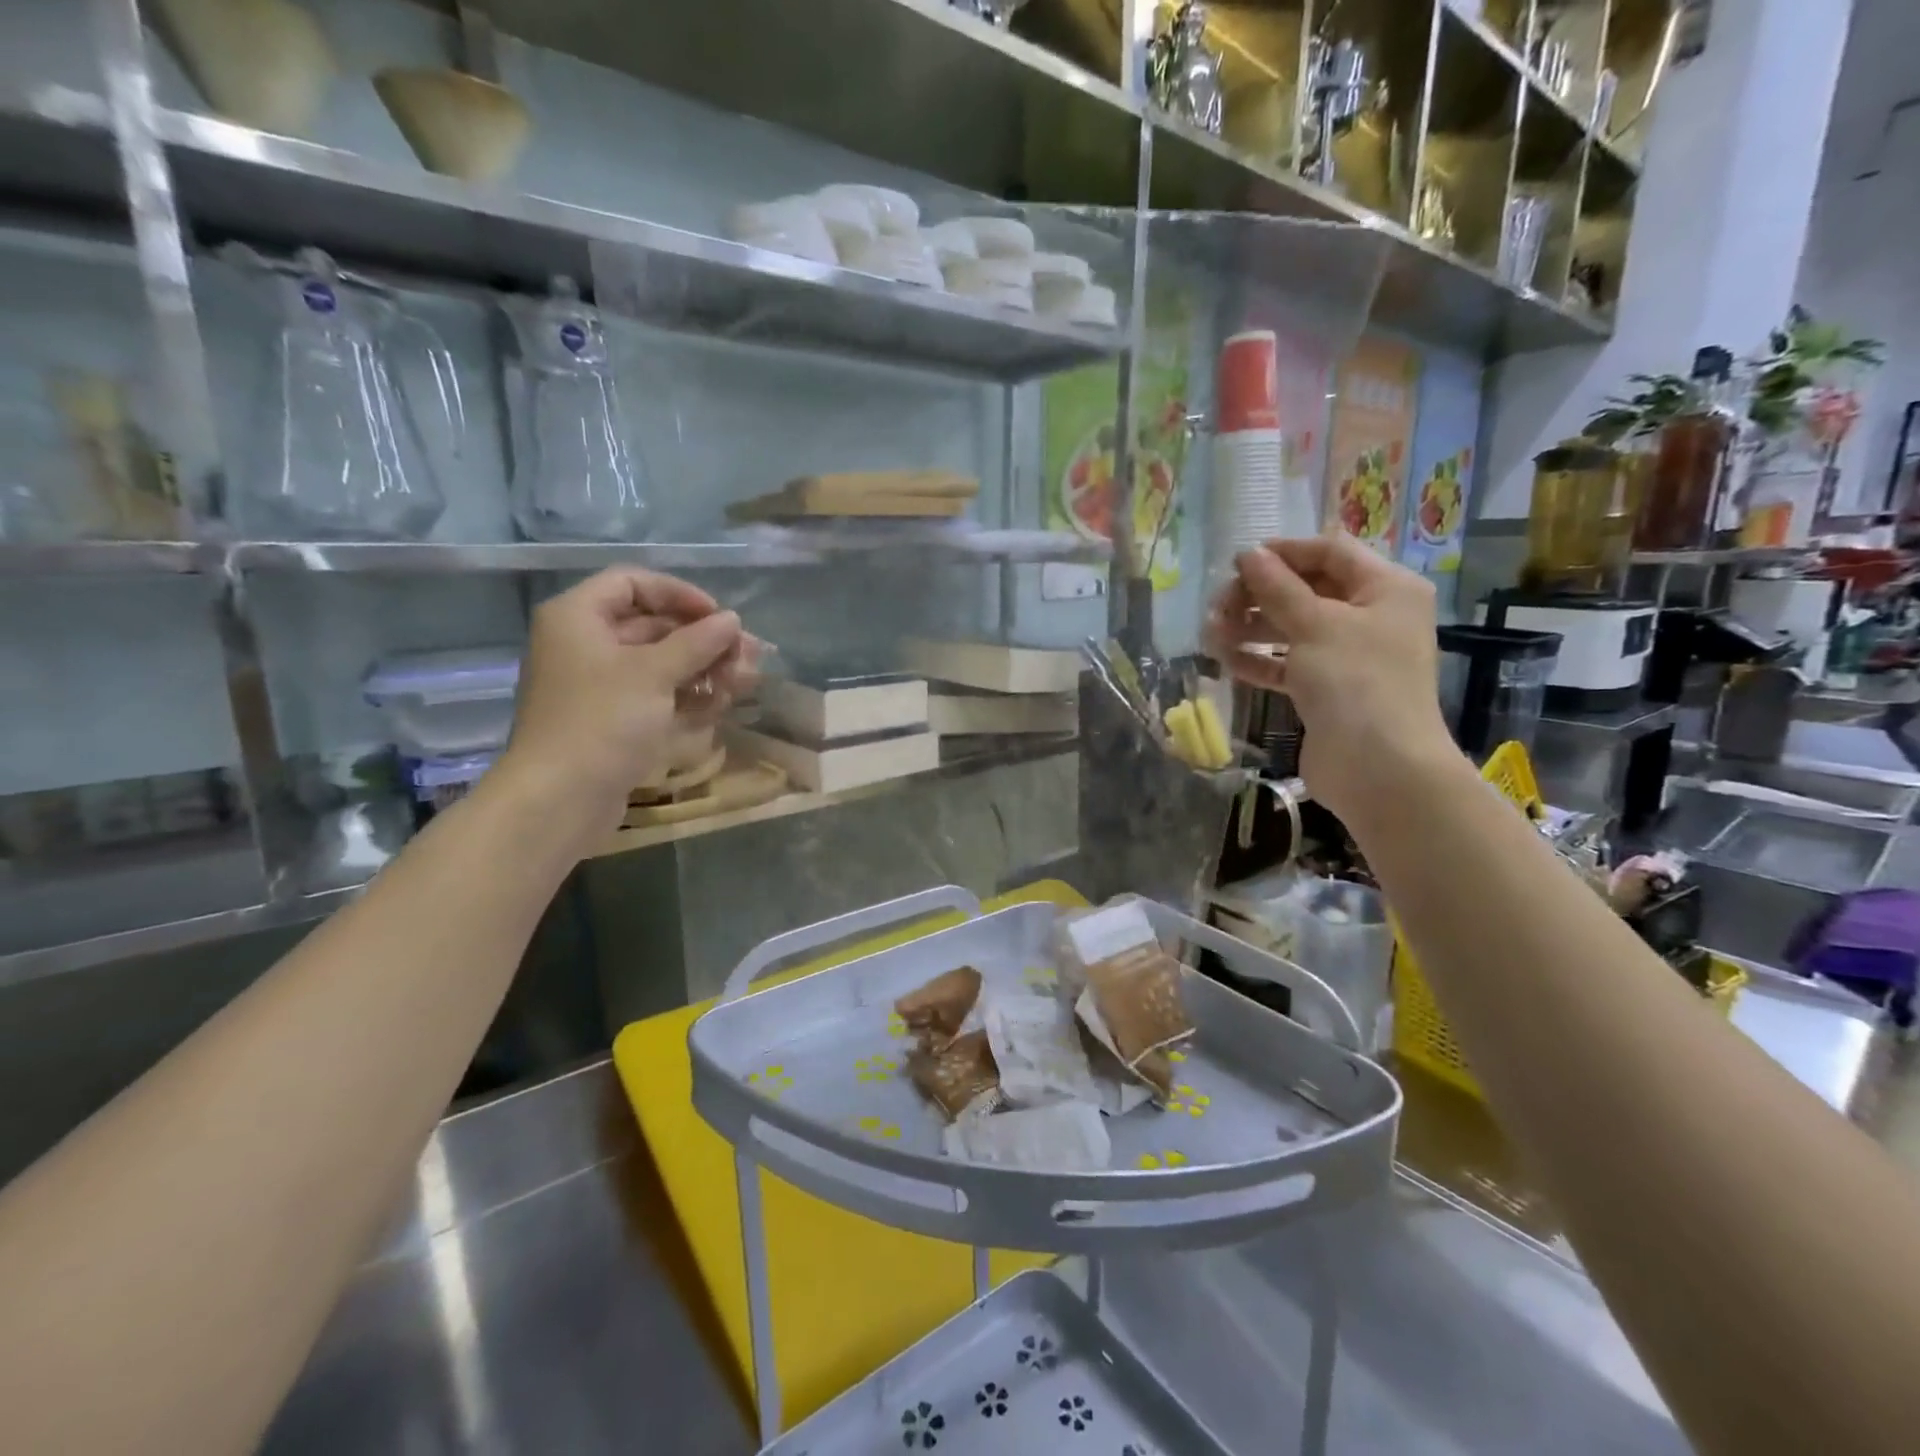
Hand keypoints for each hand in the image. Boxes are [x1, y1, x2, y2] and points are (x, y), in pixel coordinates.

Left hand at [493, 567, 755, 849]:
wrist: (561, 799)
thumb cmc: (603, 721)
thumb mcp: (654, 673)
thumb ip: (697, 642)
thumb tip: (732, 620)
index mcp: (578, 617)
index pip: (633, 583)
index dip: (680, 595)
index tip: (719, 617)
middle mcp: (585, 644)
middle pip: (653, 625)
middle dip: (703, 640)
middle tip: (748, 655)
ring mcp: (599, 684)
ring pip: (660, 663)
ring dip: (704, 669)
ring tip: (743, 682)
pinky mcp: (613, 719)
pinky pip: (655, 694)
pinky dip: (687, 695)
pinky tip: (720, 704)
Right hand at [1205, 534, 1460, 827]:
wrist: (1378, 767)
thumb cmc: (1355, 681)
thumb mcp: (1314, 624)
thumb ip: (1277, 587)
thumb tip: (1248, 555)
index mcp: (1386, 589)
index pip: (1330, 552)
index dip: (1284, 552)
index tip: (1238, 561)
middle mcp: (1372, 617)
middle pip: (1308, 590)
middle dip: (1260, 595)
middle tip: (1219, 605)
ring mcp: (1350, 656)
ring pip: (1293, 630)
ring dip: (1252, 628)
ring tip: (1211, 634)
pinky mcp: (1328, 691)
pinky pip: (1289, 665)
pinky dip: (1260, 661)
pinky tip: (1226, 661)